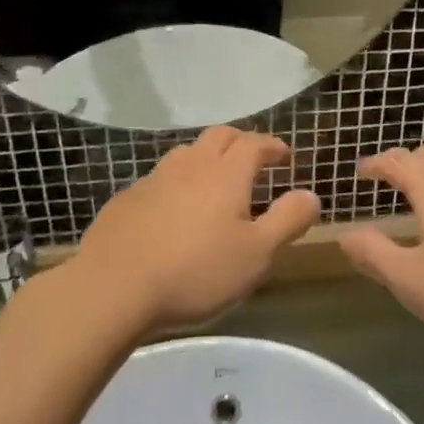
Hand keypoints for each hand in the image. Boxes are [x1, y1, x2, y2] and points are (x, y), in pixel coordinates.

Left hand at [78, 127, 320, 331]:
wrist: (113, 287)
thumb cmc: (196, 271)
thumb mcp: (256, 254)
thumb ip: (287, 221)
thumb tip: (310, 195)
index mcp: (225, 174)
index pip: (254, 144)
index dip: (272, 146)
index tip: (284, 155)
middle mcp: (190, 165)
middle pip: (219, 136)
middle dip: (240, 142)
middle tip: (253, 160)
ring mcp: (154, 179)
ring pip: (186, 153)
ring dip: (206, 158)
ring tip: (214, 181)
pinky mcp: (127, 200)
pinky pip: (160, 179)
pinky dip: (177, 183)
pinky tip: (174, 210)